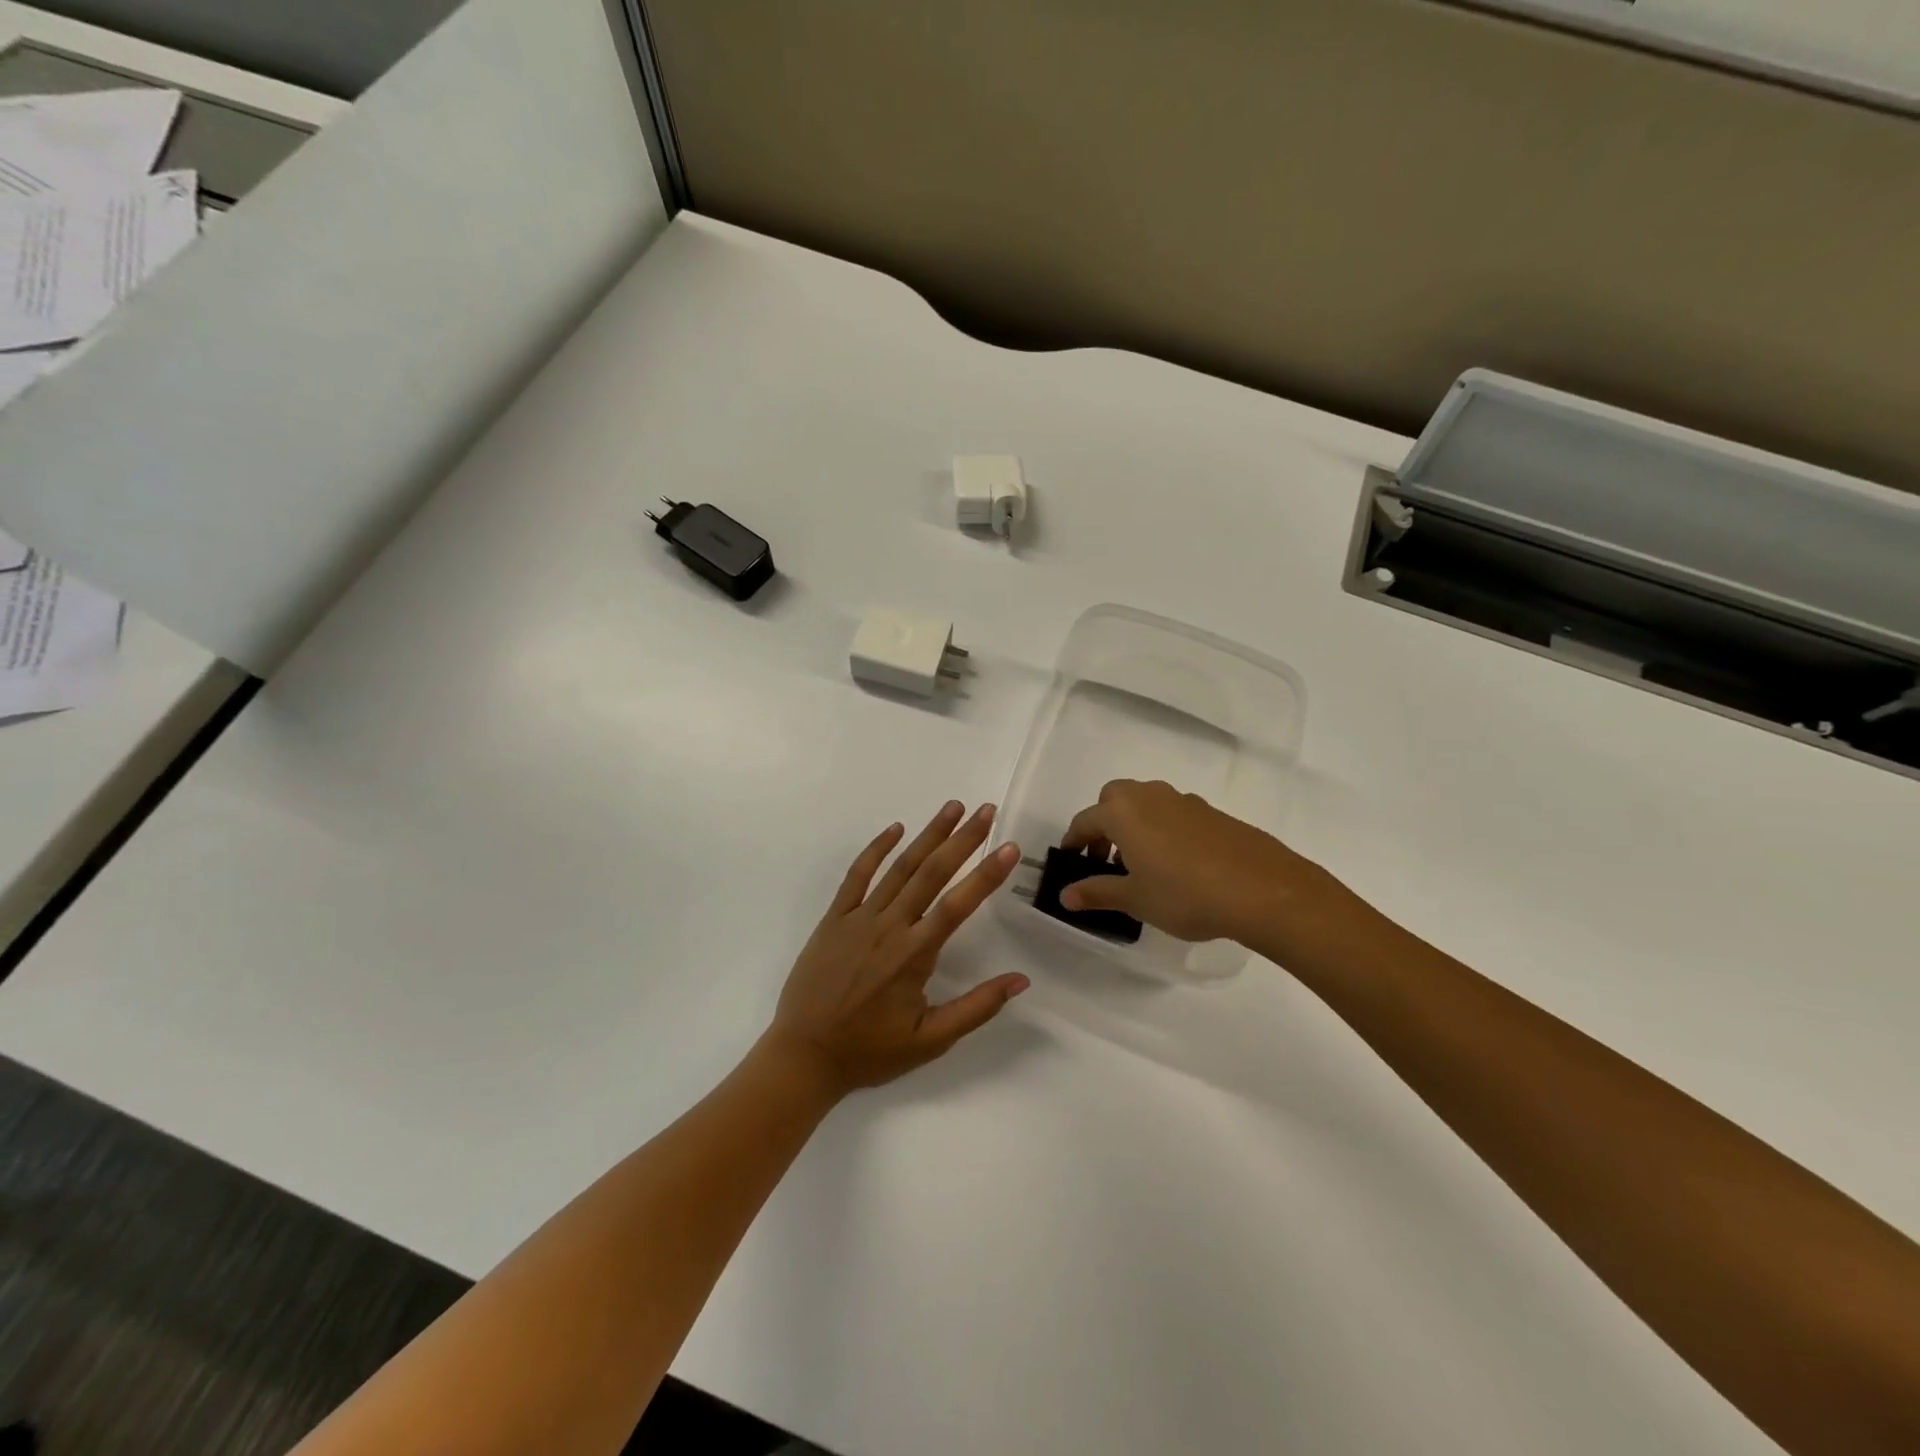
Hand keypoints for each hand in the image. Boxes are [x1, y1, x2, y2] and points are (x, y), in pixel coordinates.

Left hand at [765, 802, 1028, 1095]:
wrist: (804, 1055)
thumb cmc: (870, 1051)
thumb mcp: (930, 1041)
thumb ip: (976, 1008)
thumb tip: (1020, 980)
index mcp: (914, 955)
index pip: (957, 905)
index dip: (986, 875)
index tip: (1008, 847)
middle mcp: (889, 927)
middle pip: (931, 874)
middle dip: (962, 840)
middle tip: (986, 810)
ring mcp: (858, 918)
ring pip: (899, 868)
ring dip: (927, 835)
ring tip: (952, 807)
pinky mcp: (834, 919)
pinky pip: (856, 876)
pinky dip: (876, 850)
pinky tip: (895, 829)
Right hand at [1059, 779, 1327, 946]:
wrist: (1262, 890)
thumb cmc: (1184, 894)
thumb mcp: (1135, 899)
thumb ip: (1097, 892)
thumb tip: (1066, 894)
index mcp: (1123, 812)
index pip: (1086, 821)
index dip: (1074, 841)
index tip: (1070, 861)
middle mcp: (1150, 797)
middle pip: (1114, 799)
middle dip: (1104, 824)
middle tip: (1106, 859)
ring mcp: (1184, 801)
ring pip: (1146, 803)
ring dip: (1134, 825)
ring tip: (1142, 865)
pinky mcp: (1212, 813)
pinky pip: (1173, 814)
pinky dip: (1163, 830)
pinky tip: (1177, 864)